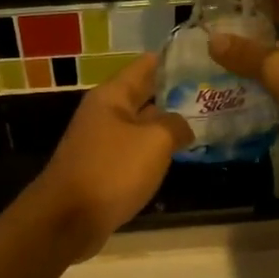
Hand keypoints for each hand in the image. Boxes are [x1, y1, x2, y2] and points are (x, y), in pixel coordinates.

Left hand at [25, 53, 193, 260]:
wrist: (67, 220)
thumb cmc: (112, 171)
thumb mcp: (154, 142)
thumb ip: (176, 125)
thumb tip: (183, 125)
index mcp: (112, 96)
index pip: (145, 65)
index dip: (173, 60)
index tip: (202, 57)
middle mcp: (104, 114)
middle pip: (143, 94)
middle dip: (174, 93)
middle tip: (211, 92)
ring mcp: (101, 142)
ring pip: (140, 125)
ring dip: (166, 124)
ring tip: (203, 121)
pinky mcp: (102, 169)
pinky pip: (134, 151)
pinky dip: (153, 151)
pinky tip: (176, 156)